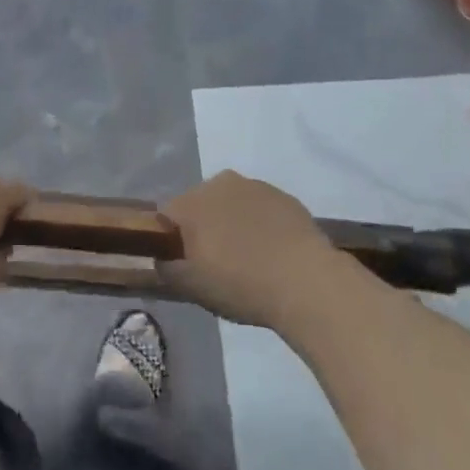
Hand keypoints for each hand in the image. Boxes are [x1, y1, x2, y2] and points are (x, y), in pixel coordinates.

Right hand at [161, 171, 346, 328]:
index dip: (171, 242)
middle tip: (216, 264)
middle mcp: (219, 182)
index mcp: (190, 202)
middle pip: (199, 206)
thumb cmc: (240, 283)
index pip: (165, 217)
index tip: (186, 265)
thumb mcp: (190, 287)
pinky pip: (261, 209)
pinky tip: (272, 252)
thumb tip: (163, 256)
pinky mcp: (285, 196)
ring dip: (232, 224)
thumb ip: (165, 267)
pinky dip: (260, 225)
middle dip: (203, 228)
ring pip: (231, 205)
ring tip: (248, 259)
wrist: (306, 281)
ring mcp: (255, 186)